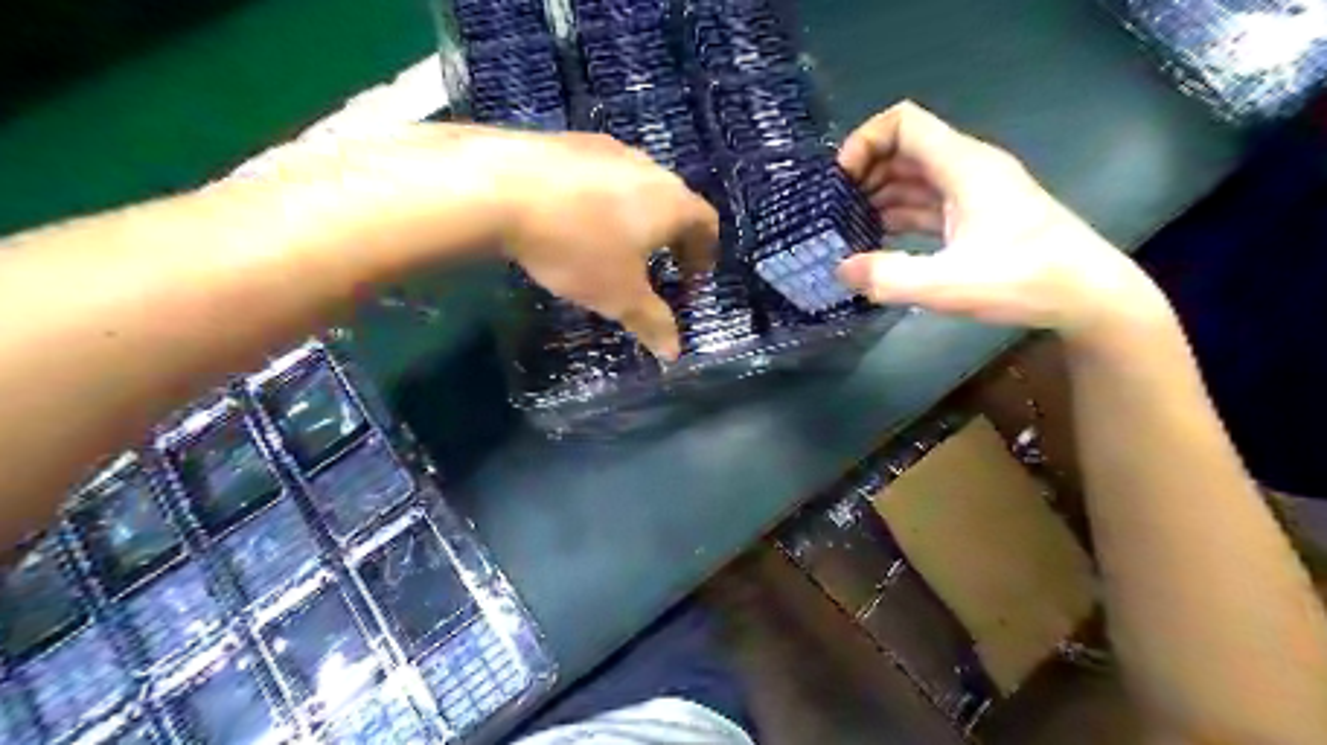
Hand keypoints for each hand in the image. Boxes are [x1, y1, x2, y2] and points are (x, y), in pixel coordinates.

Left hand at [239, 125, 714, 360]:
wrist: (501, 188)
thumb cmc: (577, 247)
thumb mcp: (619, 296)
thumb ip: (652, 323)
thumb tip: (674, 353)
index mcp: (672, 202)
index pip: (707, 224)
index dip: (704, 255)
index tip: (691, 280)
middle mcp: (648, 167)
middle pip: (675, 203)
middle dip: (673, 237)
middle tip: (659, 266)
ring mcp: (607, 148)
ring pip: (637, 186)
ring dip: (637, 216)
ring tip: (616, 244)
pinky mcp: (570, 141)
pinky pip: (601, 175)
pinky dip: (603, 200)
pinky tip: (577, 219)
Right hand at [833, 103, 1162, 339]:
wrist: (1088, 296)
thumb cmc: (1025, 281)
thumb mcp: (949, 284)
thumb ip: (890, 277)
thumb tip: (841, 269)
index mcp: (964, 166)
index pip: (904, 123)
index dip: (865, 141)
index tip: (840, 181)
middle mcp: (967, 169)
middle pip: (904, 148)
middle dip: (865, 172)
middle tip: (835, 211)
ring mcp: (973, 192)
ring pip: (913, 177)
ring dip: (879, 195)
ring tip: (848, 228)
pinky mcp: (975, 216)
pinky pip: (926, 202)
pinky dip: (898, 214)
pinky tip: (878, 241)